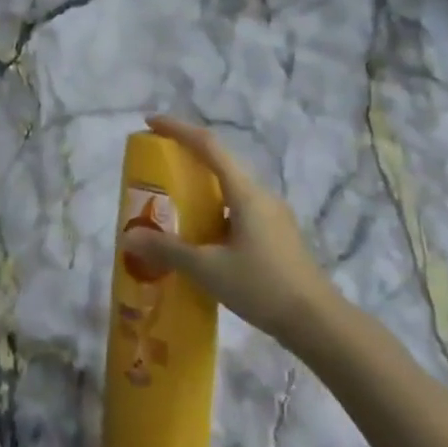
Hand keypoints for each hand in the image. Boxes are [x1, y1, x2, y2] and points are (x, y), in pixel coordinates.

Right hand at [121, 116, 340, 353]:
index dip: (177, 129)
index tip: (150, 123)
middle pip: (219, 161)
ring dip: (200, 185)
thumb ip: (167, 250)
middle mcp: (260, 195)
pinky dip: (214, 208)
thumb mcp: (208, 269)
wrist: (319, 323)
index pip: (208, 145)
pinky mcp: (277, 234)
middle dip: (186, 155)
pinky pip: (238, 207)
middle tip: (155, 163)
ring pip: (229, 187)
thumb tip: (128, 237)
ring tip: (171, 200)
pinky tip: (200, 234)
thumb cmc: (263, 287)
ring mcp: (272, 215)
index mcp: (245, 192)